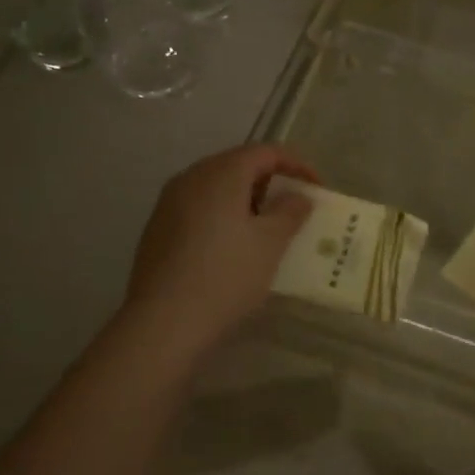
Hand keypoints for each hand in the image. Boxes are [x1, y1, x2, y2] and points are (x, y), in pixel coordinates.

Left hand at [119, 144, 317, 351]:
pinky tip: (233, 245)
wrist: (163, 323)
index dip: (296, 165)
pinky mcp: (157, 229)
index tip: (317, 189)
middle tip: (293, 207)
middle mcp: (191, 177)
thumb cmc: (226, 275)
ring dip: (246, 198)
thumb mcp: (271, 243)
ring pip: (216, 187)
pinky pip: (199, 207)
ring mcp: (169, 203)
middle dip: (270, 181)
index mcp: (221, 173)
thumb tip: (298, 196)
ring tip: (266, 227)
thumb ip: (290, 212)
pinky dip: (223, 214)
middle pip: (238, 165)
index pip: (265, 152)